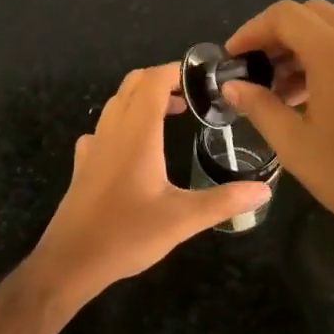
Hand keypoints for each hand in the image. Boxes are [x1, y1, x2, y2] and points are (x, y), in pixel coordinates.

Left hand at [29, 63, 270, 303]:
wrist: (70, 262)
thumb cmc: (127, 234)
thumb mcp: (182, 220)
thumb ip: (224, 201)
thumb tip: (263, 190)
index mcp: (137, 133)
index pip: (154, 80)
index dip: (178, 70)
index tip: (205, 78)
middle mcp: (113, 130)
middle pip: (134, 84)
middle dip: (163, 81)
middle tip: (193, 97)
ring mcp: (94, 146)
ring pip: (117, 103)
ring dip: (143, 99)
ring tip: (171, 116)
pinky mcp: (84, 165)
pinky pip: (104, 128)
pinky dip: (123, 122)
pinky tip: (135, 147)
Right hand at [223, 0, 333, 265]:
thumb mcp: (294, 144)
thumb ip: (259, 106)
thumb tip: (231, 85)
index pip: (285, 16)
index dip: (252, 30)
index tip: (232, 58)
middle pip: (309, 14)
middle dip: (275, 33)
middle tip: (253, 67)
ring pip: (330, 29)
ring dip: (298, 46)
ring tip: (274, 88)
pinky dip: (320, 57)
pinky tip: (304, 97)